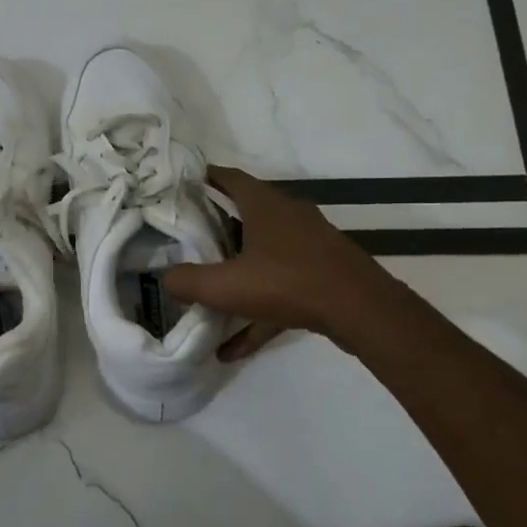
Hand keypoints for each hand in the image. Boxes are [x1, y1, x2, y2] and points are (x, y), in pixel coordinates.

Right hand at [164, 167, 383, 360]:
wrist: (360, 311)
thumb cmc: (288, 283)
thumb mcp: (225, 285)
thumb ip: (188, 281)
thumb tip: (166, 278)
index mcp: (265, 205)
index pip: (229, 178)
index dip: (204, 179)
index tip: (181, 186)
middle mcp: (288, 217)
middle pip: (245, 215)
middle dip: (216, 227)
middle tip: (187, 240)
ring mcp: (308, 246)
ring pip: (262, 255)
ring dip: (236, 274)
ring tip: (207, 294)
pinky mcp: (321, 275)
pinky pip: (279, 290)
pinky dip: (256, 313)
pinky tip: (232, 348)